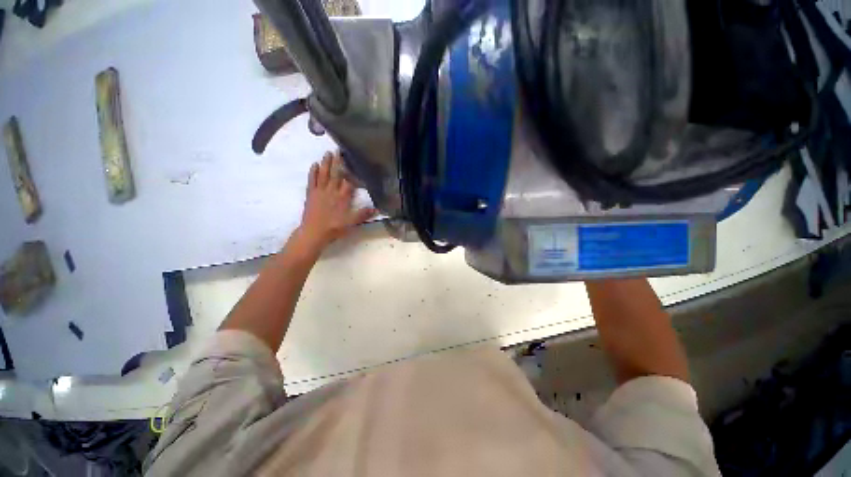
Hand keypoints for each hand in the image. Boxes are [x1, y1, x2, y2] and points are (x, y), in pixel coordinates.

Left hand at [297, 151, 376, 250]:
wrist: (313, 232)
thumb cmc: (334, 228)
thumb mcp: (352, 223)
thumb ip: (363, 214)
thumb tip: (377, 209)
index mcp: (343, 197)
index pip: (349, 181)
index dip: (351, 172)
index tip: (354, 162)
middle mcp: (332, 191)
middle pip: (336, 174)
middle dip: (338, 162)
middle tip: (339, 150)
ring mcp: (320, 191)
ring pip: (324, 174)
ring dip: (326, 163)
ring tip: (328, 153)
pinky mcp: (311, 194)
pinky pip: (312, 180)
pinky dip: (313, 172)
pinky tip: (314, 164)